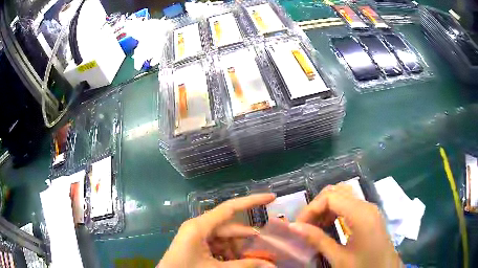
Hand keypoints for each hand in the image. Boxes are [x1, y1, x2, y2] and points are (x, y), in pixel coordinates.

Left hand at [158, 194, 276, 267]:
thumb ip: (244, 266)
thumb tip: (272, 265)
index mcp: (200, 226)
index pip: (230, 208)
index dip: (252, 201)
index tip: (272, 197)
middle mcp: (199, 227)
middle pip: (230, 228)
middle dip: (247, 239)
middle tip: (266, 248)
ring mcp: (197, 236)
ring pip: (225, 238)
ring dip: (238, 249)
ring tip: (250, 260)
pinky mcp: (196, 244)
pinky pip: (218, 245)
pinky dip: (228, 253)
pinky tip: (235, 262)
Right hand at [290, 184, 401, 267]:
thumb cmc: (364, 266)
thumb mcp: (339, 258)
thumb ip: (317, 240)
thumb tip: (293, 227)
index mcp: (360, 213)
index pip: (329, 196)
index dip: (310, 209)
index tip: (298, 226)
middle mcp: (366, 205)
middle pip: (336, 191)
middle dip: (317, 206)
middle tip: (305, 226)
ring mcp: (370, 208)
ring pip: (343, 195)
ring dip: (326, 208)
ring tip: (315, 227)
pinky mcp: (370, 215)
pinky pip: (350, 204)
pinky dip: (335, 211)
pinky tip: (329, 226)